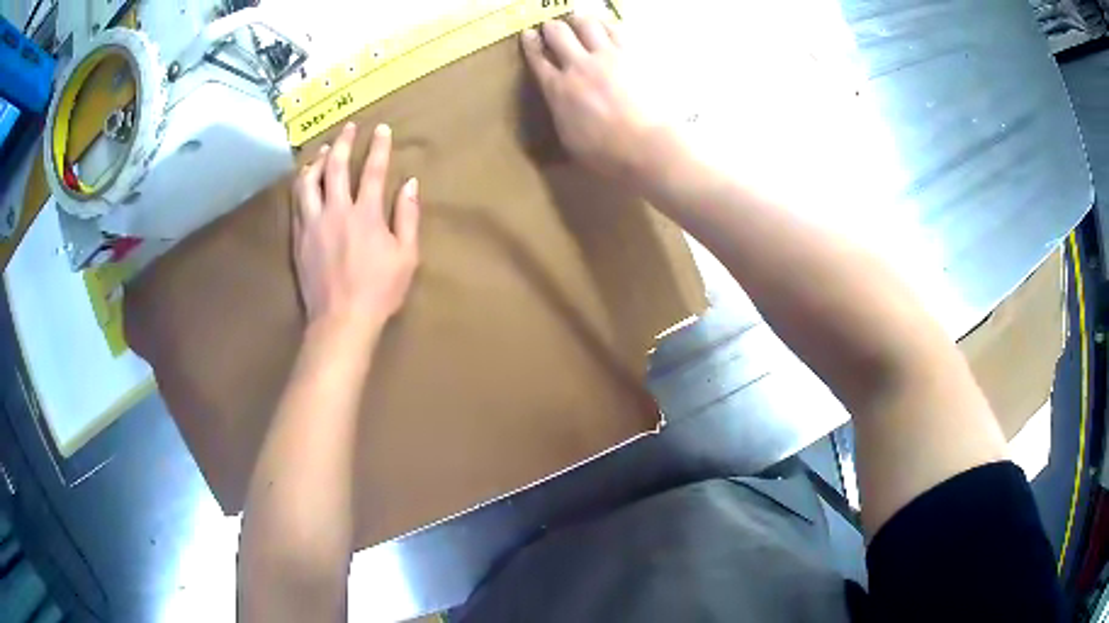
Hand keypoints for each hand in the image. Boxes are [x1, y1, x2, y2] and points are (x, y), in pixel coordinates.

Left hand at [293, 122, 419, 333]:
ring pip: (310, 181)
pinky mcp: (299, 237)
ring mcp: (313, 223)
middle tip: (348, 127)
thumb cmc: (379, 291)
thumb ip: (408, 216)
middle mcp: (337, 211)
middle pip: (337, 166)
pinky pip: (296, 202)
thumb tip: (410, 183)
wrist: (341, 321)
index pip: (373, 170)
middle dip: (344, 142)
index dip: (378, 146)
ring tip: (323, 149)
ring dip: (317, 160)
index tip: (381, 129)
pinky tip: (304, 178)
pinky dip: (301, 184)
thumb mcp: (406, 256)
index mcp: (367, 214)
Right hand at [521, 16, 676, 183]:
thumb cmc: (606, 154)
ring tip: (579, 21)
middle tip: (553, 27)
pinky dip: (607, 25)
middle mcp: (578, 66)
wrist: (647, 146)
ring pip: (586, 24)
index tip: (528, 35)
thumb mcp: (569, 139)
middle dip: (552, 27)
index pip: (537, 58)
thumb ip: (562, 112)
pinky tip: (607, 27)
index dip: (530, 44)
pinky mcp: (633, 55)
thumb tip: (561, 102)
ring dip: (578, 20)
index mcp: (558, 89)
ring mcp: (607, 57)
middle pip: (558, 33)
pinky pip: (616, 30)